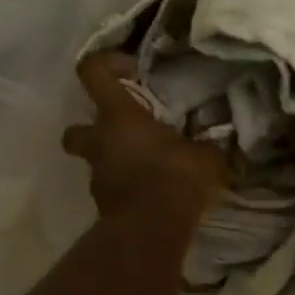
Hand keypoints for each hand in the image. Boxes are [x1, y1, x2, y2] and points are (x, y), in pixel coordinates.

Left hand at [62, 50, 228, 219]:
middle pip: (75, 129)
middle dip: (89, 130)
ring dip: (114, 162)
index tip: (129, 70)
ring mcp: (97, 176)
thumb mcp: (205, 155)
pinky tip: (153, 193)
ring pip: (95, 162)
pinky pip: (112, 189)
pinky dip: (126, 188)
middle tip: (121, 133)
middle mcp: (99, 141)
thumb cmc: (174, 176)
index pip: (92, 72)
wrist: (150, 231)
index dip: (104, 64)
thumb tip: (219, 140)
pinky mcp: (103, 206)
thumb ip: (206, 144)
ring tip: (148, 168)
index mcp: (118, 115)